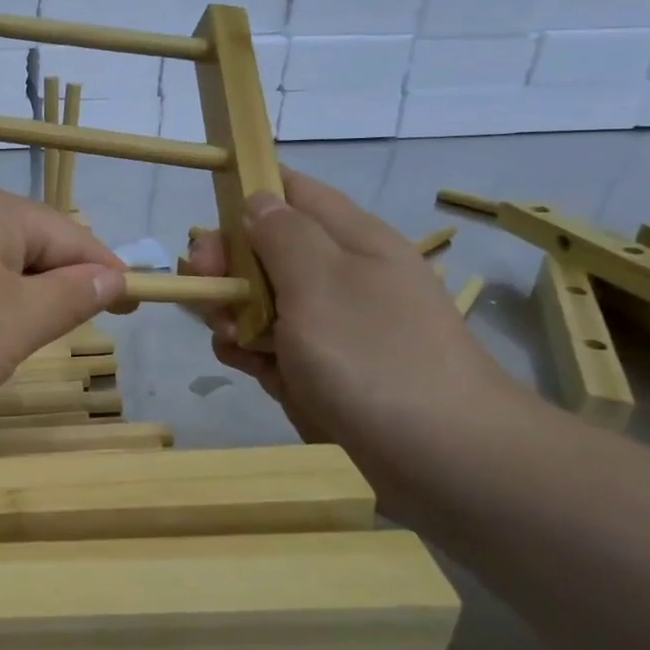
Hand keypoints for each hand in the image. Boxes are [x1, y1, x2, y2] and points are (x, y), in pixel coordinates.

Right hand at [185, 171, 521, 456]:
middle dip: (228, 266)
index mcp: (350, 239)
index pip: (291, 191)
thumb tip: (257, 200)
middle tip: (207, 291)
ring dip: (234, 313)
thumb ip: (282, 234)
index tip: (208, 227)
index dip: (245, 196)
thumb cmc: (373, 356)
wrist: (442, 458)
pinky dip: (253, 352)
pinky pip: (274, 346)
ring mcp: (332, 324)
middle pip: (266, 249)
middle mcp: (340, 274)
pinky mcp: (324, 368)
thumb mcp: (320, 282)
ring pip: (262, 300)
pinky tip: (247, 367)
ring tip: (231, 338)